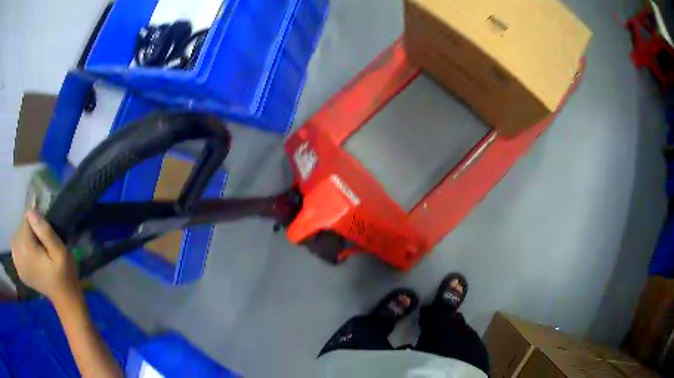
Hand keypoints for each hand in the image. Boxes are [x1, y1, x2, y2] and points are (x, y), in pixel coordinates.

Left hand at [11, 210, 79, 301]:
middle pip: (21, 228)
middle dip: (30, 233)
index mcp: (25, 249)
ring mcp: (17, 265)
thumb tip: (31, 212)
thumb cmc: (64, 274)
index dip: (36, 224)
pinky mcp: (19, 270)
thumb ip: (45, 231)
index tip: (45, 238)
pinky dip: (22, 250)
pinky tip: (30, 259)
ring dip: (25, 240)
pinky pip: (16, 249)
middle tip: (42, 248)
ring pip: (18, 237)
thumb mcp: (60, 251)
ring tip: (36, 253)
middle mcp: (18, 255)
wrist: (64, 299)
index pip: (26, 219)